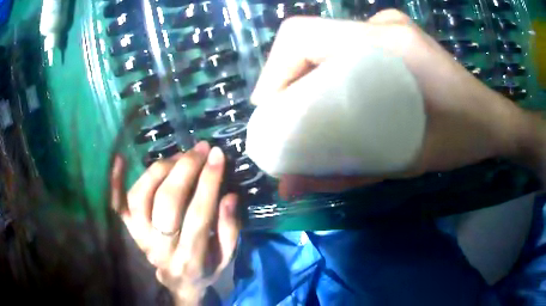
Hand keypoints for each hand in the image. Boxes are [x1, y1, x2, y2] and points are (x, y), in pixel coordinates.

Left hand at [111, 142, 238, 304]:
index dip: (208, 181)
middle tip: (199, 149)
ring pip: (141, 197)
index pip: (198, 214)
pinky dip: (115, 181)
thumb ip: (230, 229)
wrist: (179, 283)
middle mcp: (161, 248)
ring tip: (178, 156)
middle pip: (167, 202)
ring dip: (160, 170)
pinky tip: (120, 159)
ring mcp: (140, 238)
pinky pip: (117, 205)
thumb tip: (229, 196)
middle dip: (185, 169)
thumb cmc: (206, 269)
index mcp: (191, 258)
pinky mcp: (129, 231)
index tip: (216, 155)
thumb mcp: (227, 257)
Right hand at [251, 10, 533, 197]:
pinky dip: (328, 66)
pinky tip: (334, 93)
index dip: (274, 70)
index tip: (269, 110)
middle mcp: (382, 24)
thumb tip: (290, 188)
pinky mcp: (393, 34)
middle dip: (286, 76)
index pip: (303, 36)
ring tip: (305, 108)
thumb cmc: (461, 139)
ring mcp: (388, 26)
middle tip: (285, 116)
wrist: (491, 119)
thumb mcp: (405, 163)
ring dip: (307, 72)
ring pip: (326, 39)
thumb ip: (345, 175)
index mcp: (388, 44)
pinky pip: (345, 42)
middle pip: (309, 37)